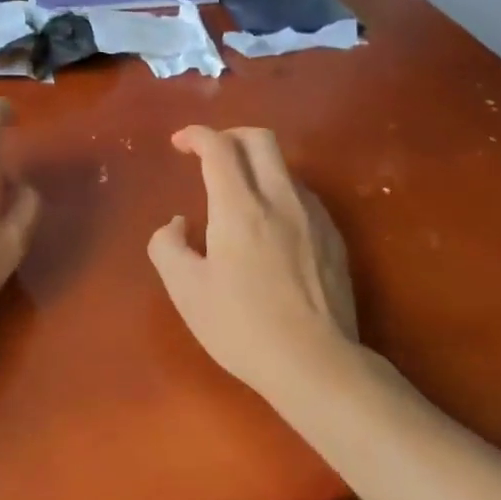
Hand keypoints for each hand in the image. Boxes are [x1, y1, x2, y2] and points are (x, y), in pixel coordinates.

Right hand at [148, 126, 358, 393]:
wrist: (316, 364)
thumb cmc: (242, 326)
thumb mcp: (186, 291)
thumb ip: (167, 246)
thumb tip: (177, 224)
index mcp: (239, 207)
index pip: (218, 147)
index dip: (195, 135)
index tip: (179, 143)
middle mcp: (280, 198)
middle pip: (260, 139)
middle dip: (229, 136)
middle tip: (209, 155)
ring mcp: (313, 216)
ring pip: (284, 166)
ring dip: (256, 165)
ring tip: (237, 195)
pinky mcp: (333, 237)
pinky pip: (302, 195)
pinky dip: (278, 191)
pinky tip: (269, 225)